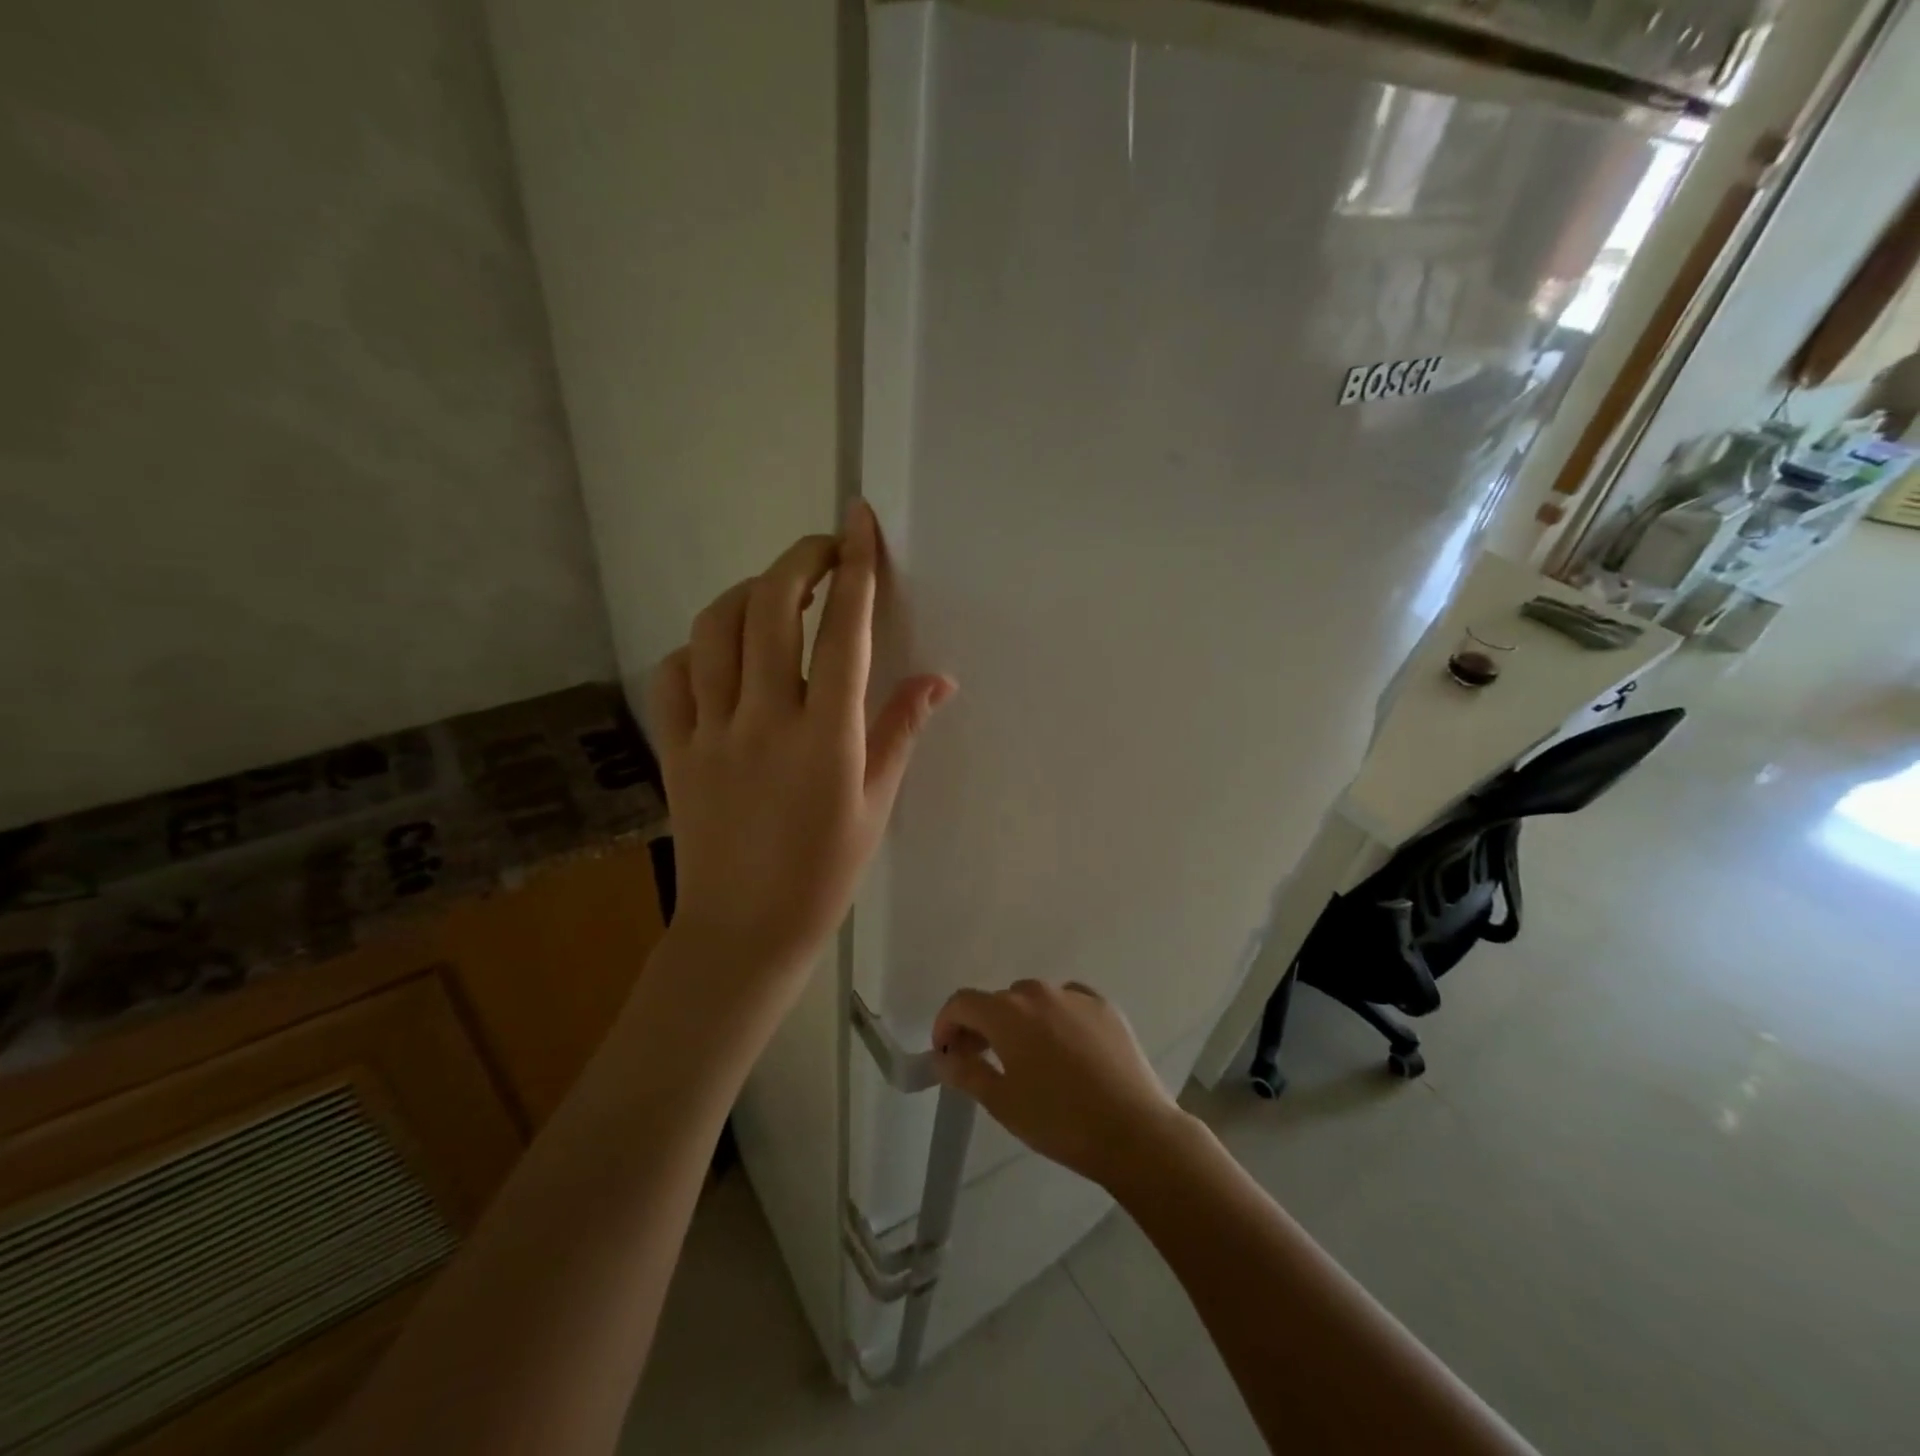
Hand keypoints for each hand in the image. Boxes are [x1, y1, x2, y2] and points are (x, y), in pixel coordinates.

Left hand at [645, 500, 954, 998]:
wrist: (744, 929)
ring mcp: (711, 731)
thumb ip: (901, 731)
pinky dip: (696, 647)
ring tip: (775, 592)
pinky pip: (674, 674)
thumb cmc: (824, 873)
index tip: (858, 520)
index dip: (854, 567)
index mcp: (826, 736)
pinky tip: (720, 653)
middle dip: (800, 560)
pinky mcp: (676, 748)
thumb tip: (938, 679)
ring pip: (716, 628)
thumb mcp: (876, 804)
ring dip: (748, 592)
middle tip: (823, 549)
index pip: (843, 631)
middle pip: (773, 608)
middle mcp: (765, 719)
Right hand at [932, 981, 1196, 1190]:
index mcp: (1008, 1013)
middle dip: (982, 1026)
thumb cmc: (1059, 1121)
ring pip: (1034, 1000)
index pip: (962, 1003)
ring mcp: (1075, 996)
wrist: (1134, 1131)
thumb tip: (944, 1055)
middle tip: (982, 1060)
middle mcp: (1039, 992)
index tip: (945, 1052)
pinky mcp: (1105, 1007)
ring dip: (1020, 1021)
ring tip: (1027, 1058)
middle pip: (998, 1001)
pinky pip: (1067, 1003)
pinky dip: (1056, 1018)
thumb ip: (966, 1071)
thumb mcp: (1002, 1103)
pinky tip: (1064, 1049)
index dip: (946, 1024)